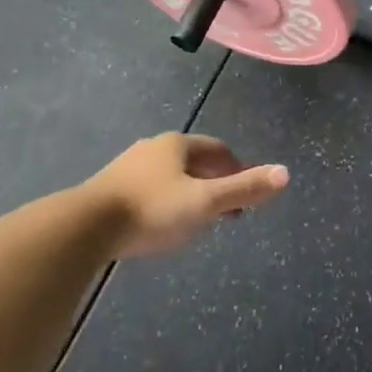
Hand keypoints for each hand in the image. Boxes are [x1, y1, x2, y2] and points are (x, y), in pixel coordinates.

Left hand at [86, 134, 288, 256]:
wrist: (86, 227)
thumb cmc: (152, 209)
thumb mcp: (204, 202)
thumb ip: (243, 189)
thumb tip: (285, 173)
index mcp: (177, 144)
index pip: (217, 149)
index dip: (235, 168)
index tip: (246, 192)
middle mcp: (153, 148)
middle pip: (193, 161)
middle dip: (213, 182)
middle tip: (227, 210)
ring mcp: (128, 167)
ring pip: (170, 176)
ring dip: (189, 193)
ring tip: (199, 219)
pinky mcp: (110, 189)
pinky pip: (149, 190)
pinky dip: (166, 202)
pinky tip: (163, 224)